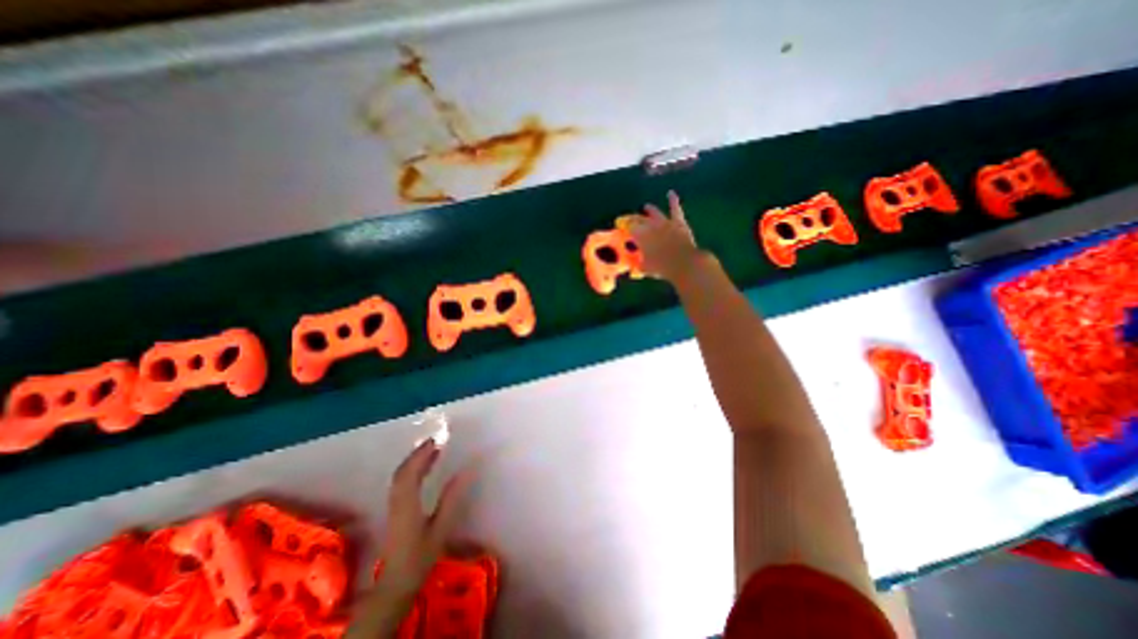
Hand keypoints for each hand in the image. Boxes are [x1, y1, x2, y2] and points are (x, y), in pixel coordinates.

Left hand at [380, 439, 467, 592]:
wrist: (395, 584)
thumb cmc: (419, 557)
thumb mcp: (440, 529)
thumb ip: (451, 500)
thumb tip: (464, 472)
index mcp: (407, 505)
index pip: (410, 473)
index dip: (421, 455)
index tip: (436, 441)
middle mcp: (397, 501)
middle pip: (402, 471)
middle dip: (417, 454)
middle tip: (435, 441)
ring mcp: (393, 506)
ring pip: (400, 476)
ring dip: (414, 461)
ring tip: (432, 451)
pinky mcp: (395, 510)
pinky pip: (401, 483)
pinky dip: (412, 470)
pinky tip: (424, 470)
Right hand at [622, 189, 702, 282]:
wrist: (682, 262)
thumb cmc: (661, 267)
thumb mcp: (645, 268)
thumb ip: (638, 263)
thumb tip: (634, 264)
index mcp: (639, 236)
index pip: (628, 228)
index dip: (624, 227)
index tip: (621, 228)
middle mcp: (650, 226)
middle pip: (638, 219)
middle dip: (633, 219)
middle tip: (630, 219)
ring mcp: (664, 222)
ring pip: (654, 212)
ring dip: (650, 209)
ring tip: (647, 206)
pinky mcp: (677, 221)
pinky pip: (675, 208)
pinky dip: (673, 200)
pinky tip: (671, 193)